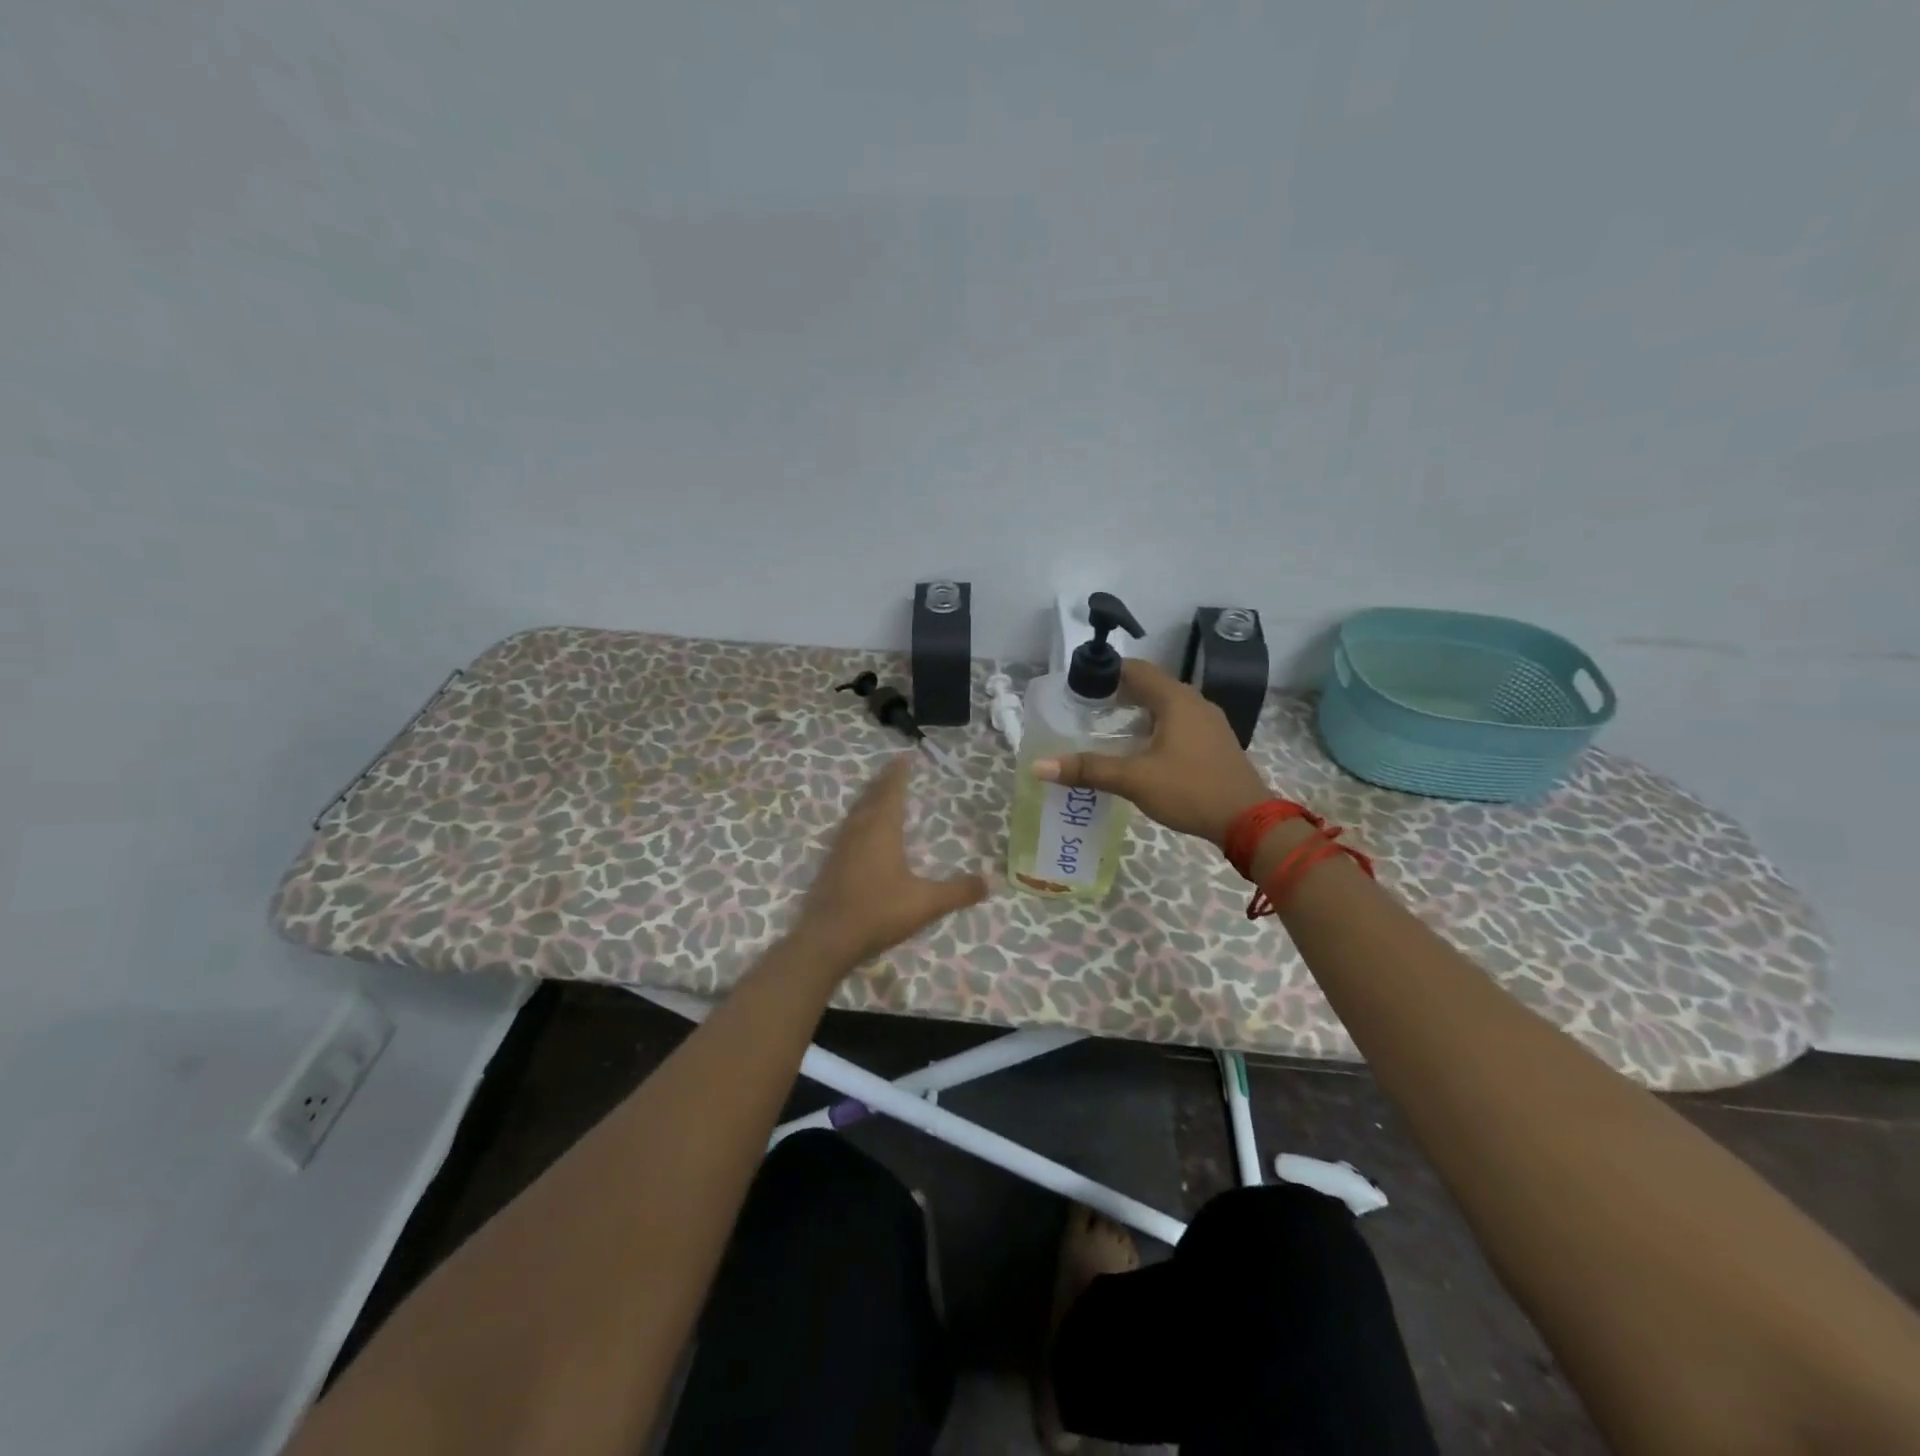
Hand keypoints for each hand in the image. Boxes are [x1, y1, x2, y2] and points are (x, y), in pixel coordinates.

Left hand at [790, 755, 988, 971]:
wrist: (827, 939)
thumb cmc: (878, 913)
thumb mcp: (926, 903)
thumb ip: (958, 891)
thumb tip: (991, 881)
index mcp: (881, 831)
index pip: (891, 793)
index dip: (898, 774)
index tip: (904, 757)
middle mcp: (859, 832)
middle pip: (871, 797)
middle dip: (883, 782)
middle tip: (893, 768)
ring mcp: (840, 848)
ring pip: (856, 813)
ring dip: (868, 798)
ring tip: (877, 793)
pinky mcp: (830, 865)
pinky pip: (847, 830)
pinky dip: (858, 819)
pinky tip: (859, 832)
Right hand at [1034, 660, 1271, 846]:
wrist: (1249, 821)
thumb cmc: (1190, 790)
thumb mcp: (1134, 779)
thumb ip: (1088, 769)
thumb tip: (1039, 766)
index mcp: (1176, 700)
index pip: (1136, 669)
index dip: (1106, 673)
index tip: (1079, 687)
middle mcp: (1195, 702)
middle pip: (1151, 685)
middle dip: (1118, 693)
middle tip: (1087, 709)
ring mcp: (1209, 722)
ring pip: (1166, 705)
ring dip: (1138, 711)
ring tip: (1108, 728)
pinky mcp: (1214, 742)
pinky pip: (1179, 722)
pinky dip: (1156, 726)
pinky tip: (1141, 749)